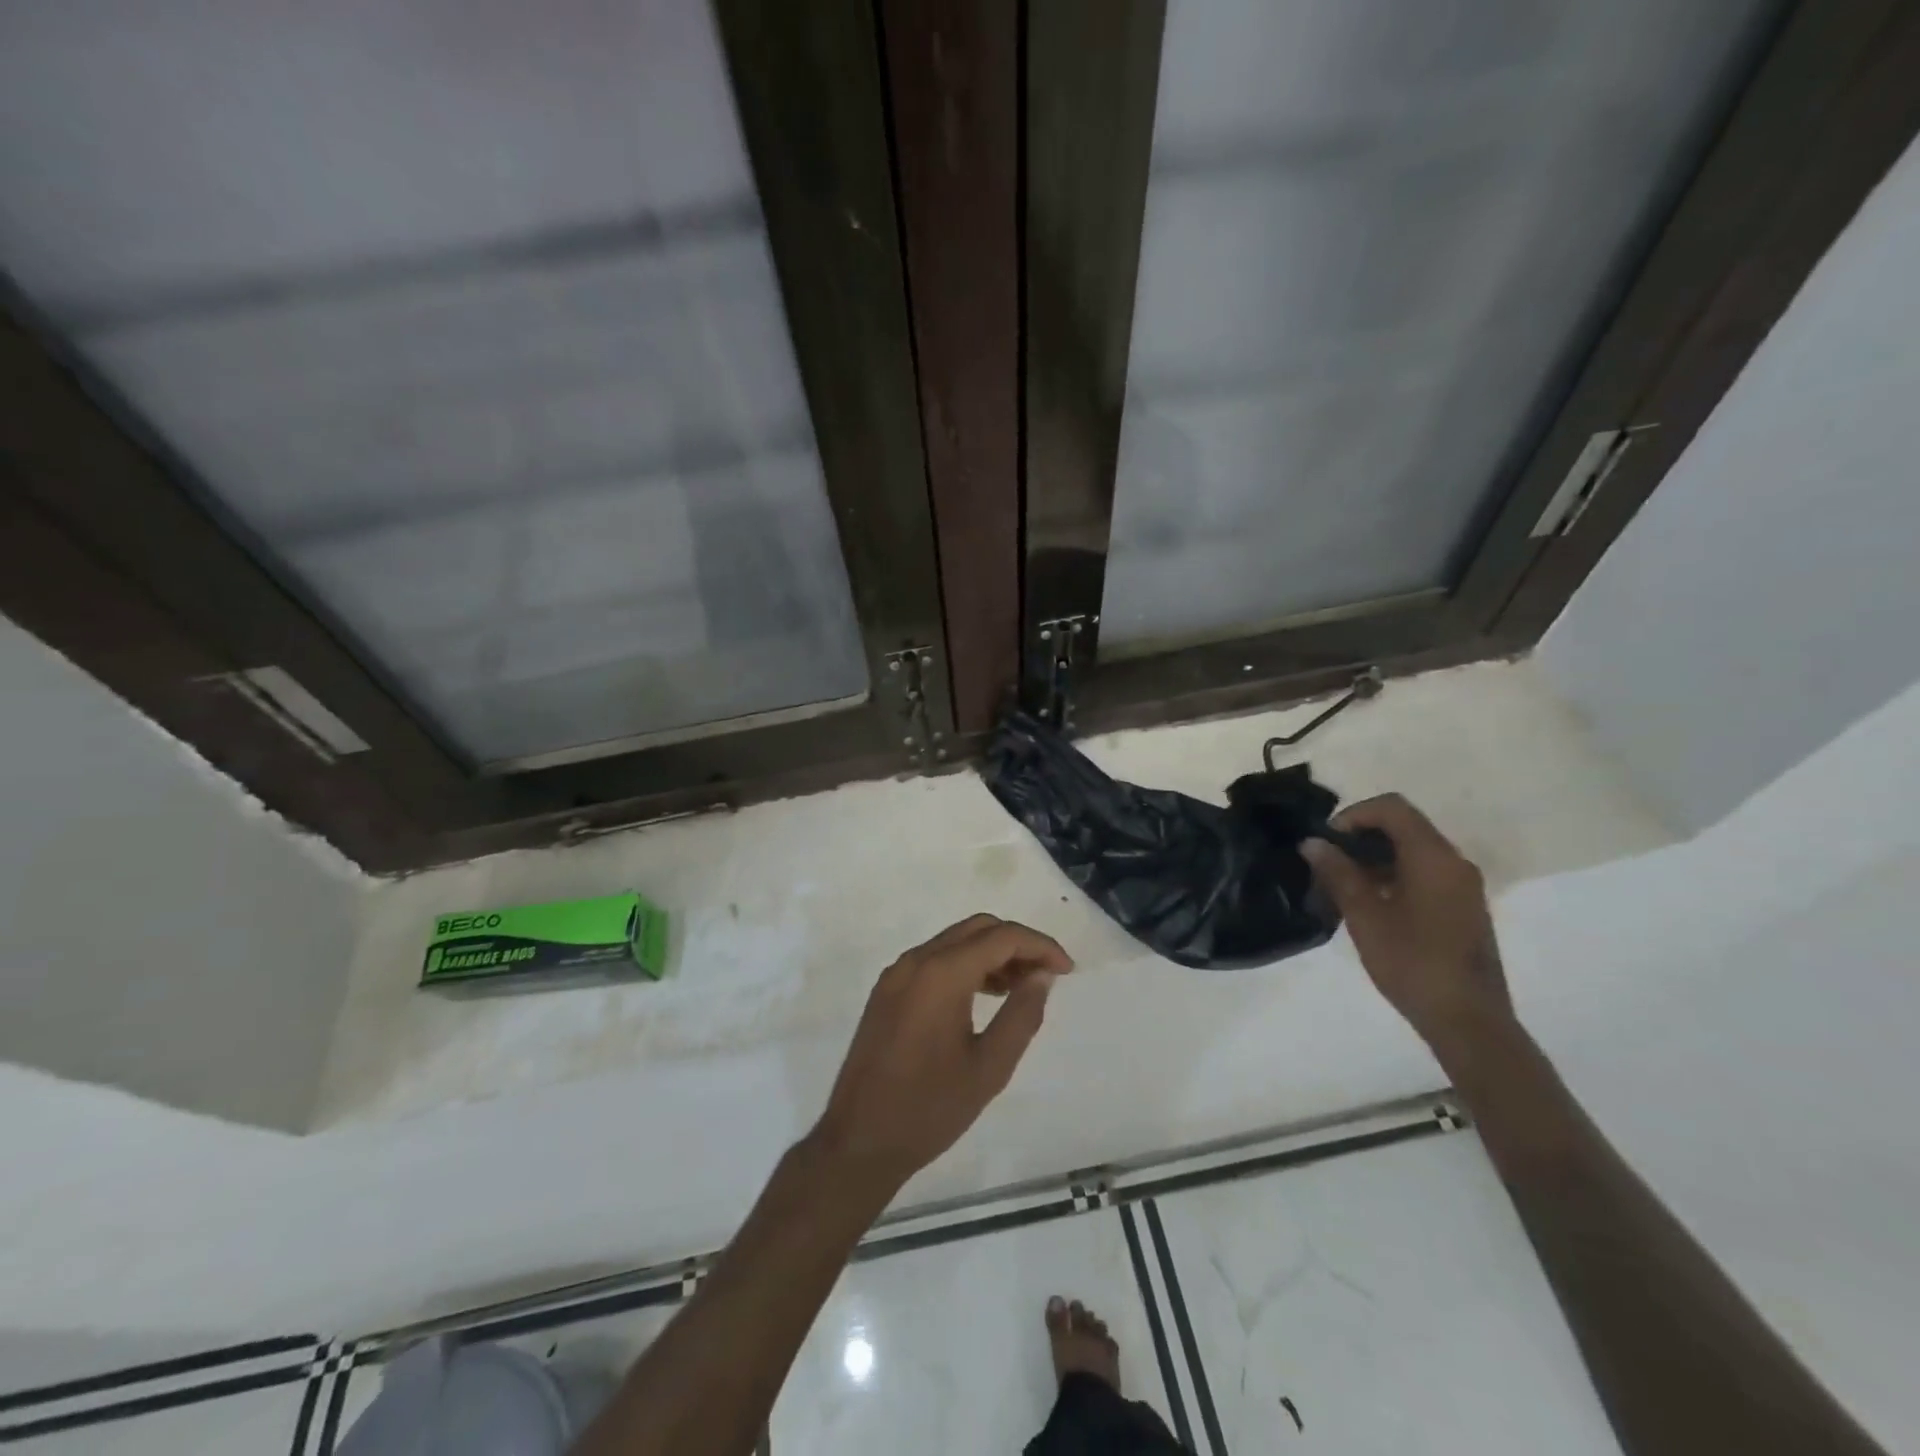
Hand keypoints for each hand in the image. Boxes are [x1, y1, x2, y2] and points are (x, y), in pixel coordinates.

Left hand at [811, 914, 1073, 1192]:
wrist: (858, 1141)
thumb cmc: (929, 1109)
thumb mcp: (989, 1067)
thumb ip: (1022, 1014)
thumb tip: (1041, 975)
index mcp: (940, 974)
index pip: (1001, 937)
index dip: (1040, 946)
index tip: (1067, 970)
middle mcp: (915, 961)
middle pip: (977, 928)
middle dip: (1017, 943)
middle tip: (1046, 976)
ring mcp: (896, 974)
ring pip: (954, 941)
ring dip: (991, 953)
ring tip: (1021, 987)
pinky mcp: (887, 991)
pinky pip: (934, 960)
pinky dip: (965, 965)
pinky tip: (984, 995)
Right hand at [1301, 794, 1514, 1070]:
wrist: (1468, 1021)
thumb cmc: (1413, 963)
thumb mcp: (1365, 916)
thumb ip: (1338, 873)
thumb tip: (1313, 843)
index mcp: (1434, 857)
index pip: (1392, 808)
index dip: (1353, 815)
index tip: (1326, 842)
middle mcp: (1454, 862)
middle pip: (1403, 826)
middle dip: (1360, 836)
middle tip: (1327, 863)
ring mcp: (1462, 885)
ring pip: (1412, 850)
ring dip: (1374, 857)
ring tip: (1340, 885)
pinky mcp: (1462, 906)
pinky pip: (1423, 872)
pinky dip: (1392, 874)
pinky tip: (1368, 904)